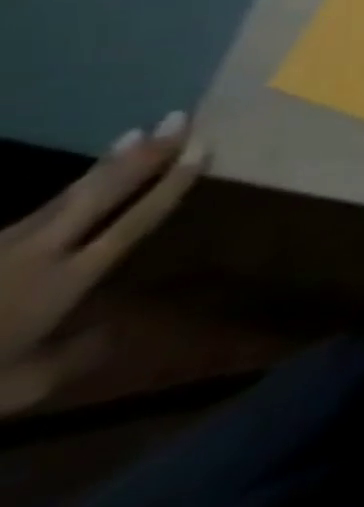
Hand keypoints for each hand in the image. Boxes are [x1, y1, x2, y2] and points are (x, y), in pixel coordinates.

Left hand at [0, 113, 207, 413]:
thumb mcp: (19, 388)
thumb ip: (73, 356)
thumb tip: (117, 328)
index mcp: (65, 280)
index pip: (132, 222)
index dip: (169, 185)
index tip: (201, 149)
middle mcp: (39, 253)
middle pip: (99, 196)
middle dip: (143, 157)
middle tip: (176, 119)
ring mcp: (0, 248)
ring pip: (64, 198)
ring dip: (106, 165)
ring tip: (135, 134)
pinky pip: (31, 215)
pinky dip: (66, 192)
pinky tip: (80, 181)